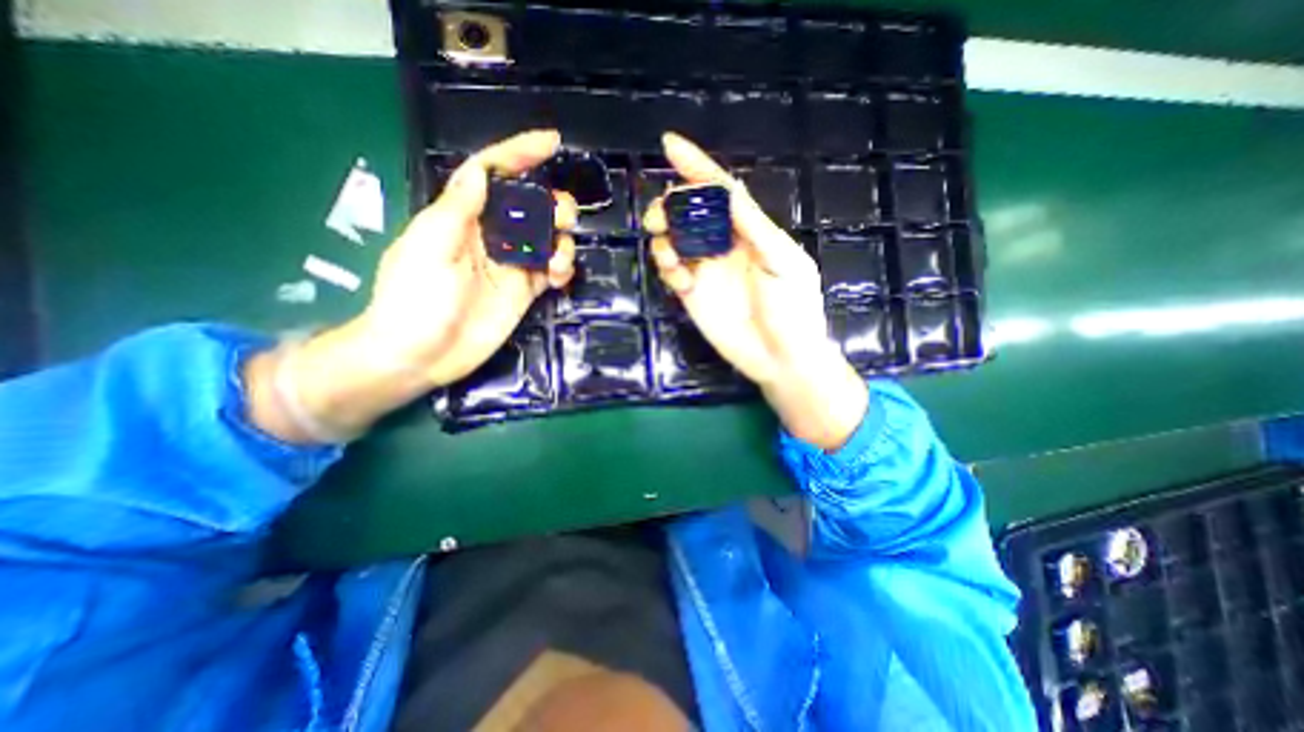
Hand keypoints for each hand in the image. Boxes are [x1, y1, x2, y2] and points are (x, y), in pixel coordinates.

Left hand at [248, 129, 573, 441]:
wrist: (421, 356)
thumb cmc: (415, 300)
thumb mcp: (429, 249)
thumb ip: (456, 210)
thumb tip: (479, 172)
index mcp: (462, 219)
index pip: (493, 175)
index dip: (520, 154)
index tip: (551, 142)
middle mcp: (490, 237)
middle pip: (530, 207)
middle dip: (552, 205)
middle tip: (562, 218)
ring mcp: (510, 266)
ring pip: (547, 239)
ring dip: (561, 241)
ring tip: (558, 260)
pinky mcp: (524, 291)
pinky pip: (551, 271)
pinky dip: (562, 269)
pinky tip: (559, 277)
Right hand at [639, 133, 863, 447]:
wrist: (782, 358)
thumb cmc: (794, 310)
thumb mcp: (782, 261)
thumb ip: (752, 226)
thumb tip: (726, 189)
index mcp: (750, 231)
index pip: (720, 191)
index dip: (696, 166)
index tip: (670, 144)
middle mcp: (724, 245)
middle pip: (689, 212)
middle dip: (670, 206)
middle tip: (662, 219)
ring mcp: (706, 270)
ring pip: (673, 239)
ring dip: (664, 238)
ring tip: (672, 255)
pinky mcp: (692, 295)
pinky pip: (670, 270)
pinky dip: (667, 268)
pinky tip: (681, 281)